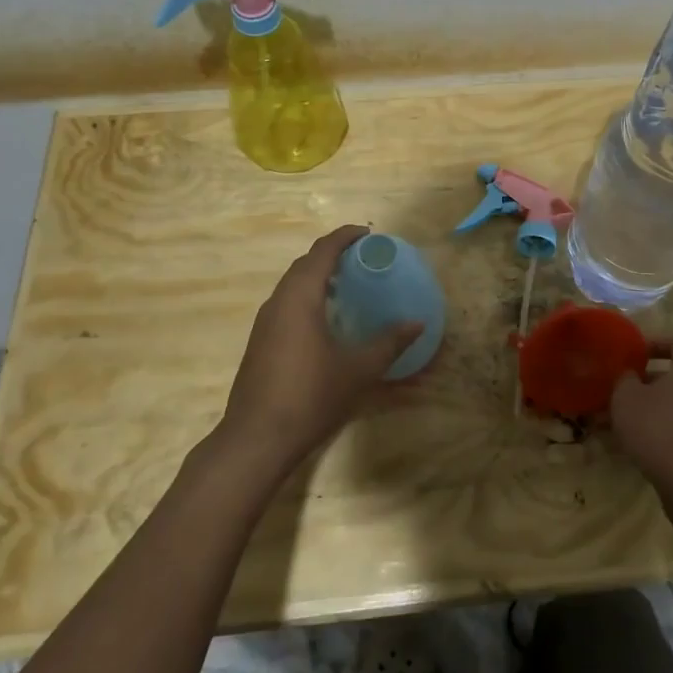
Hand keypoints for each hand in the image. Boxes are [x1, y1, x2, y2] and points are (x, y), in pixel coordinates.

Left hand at [215, 225, 421, 471]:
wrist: (256, 438)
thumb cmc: (310, 395)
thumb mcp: (358, 369)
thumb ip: (389, 343)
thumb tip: (417, 324)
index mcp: (300, 296)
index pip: (323, 251)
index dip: (345, 236)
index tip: (368, 234)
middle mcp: (278, 300)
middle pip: (305, 263)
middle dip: (333, 254)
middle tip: (363, 258)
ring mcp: (265, 321)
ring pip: (293, 284)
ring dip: (318, 276)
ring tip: (348, 285)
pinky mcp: (259, 341)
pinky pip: (286, 303)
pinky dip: (307, 296)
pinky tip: (325, 319)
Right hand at [610, 350, 672, 496]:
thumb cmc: (658, 428)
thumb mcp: (627, 396)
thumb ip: (625, 378)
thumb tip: (630, 375)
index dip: (652, 343)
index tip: (631, 353)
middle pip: (672, 376)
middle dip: (642, 382)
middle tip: (617, 388)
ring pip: (671, 405)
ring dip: (645, 408)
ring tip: (614, 420)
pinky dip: (656, 429)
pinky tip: (631, 443)